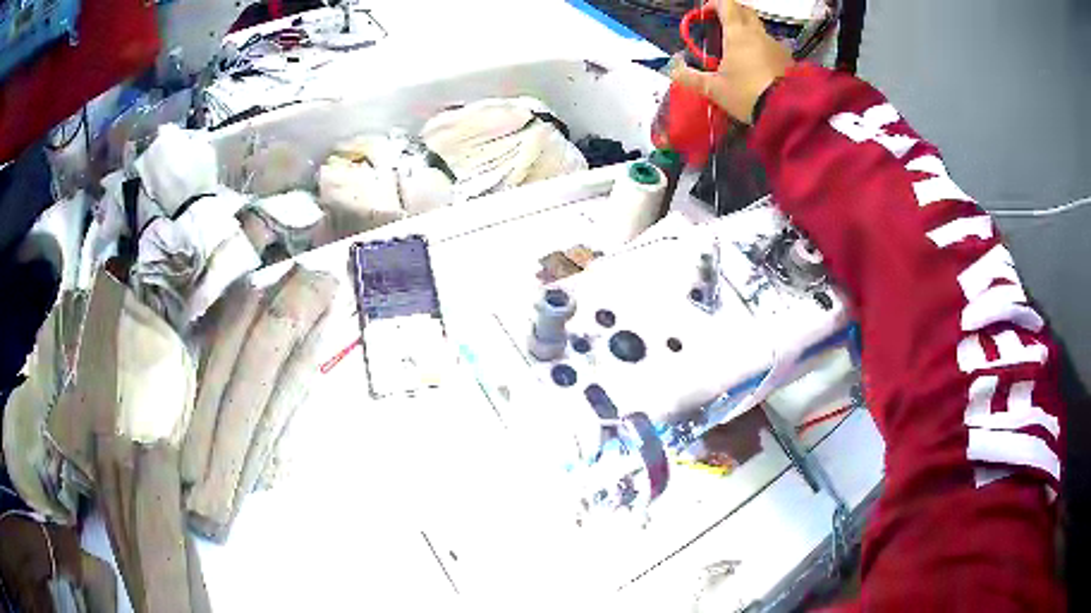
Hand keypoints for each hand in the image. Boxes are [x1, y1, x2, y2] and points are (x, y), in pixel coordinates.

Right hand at [670, 0, 793, 123]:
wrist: (786, 112)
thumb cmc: (746, 95)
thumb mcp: (714, 89)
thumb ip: (691, 77)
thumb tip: (672, 69)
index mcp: (737, 33)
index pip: (726, 4)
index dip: (714, 5)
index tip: (705, 15)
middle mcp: (758, 33)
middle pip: (745, 11)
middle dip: (732, 13)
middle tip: (721, 26)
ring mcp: (776, 45)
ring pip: (760, 29)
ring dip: (748, 32)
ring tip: (740, 51)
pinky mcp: (789, 59)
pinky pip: (772, 46)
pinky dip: (763, 49)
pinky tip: (758, 66)